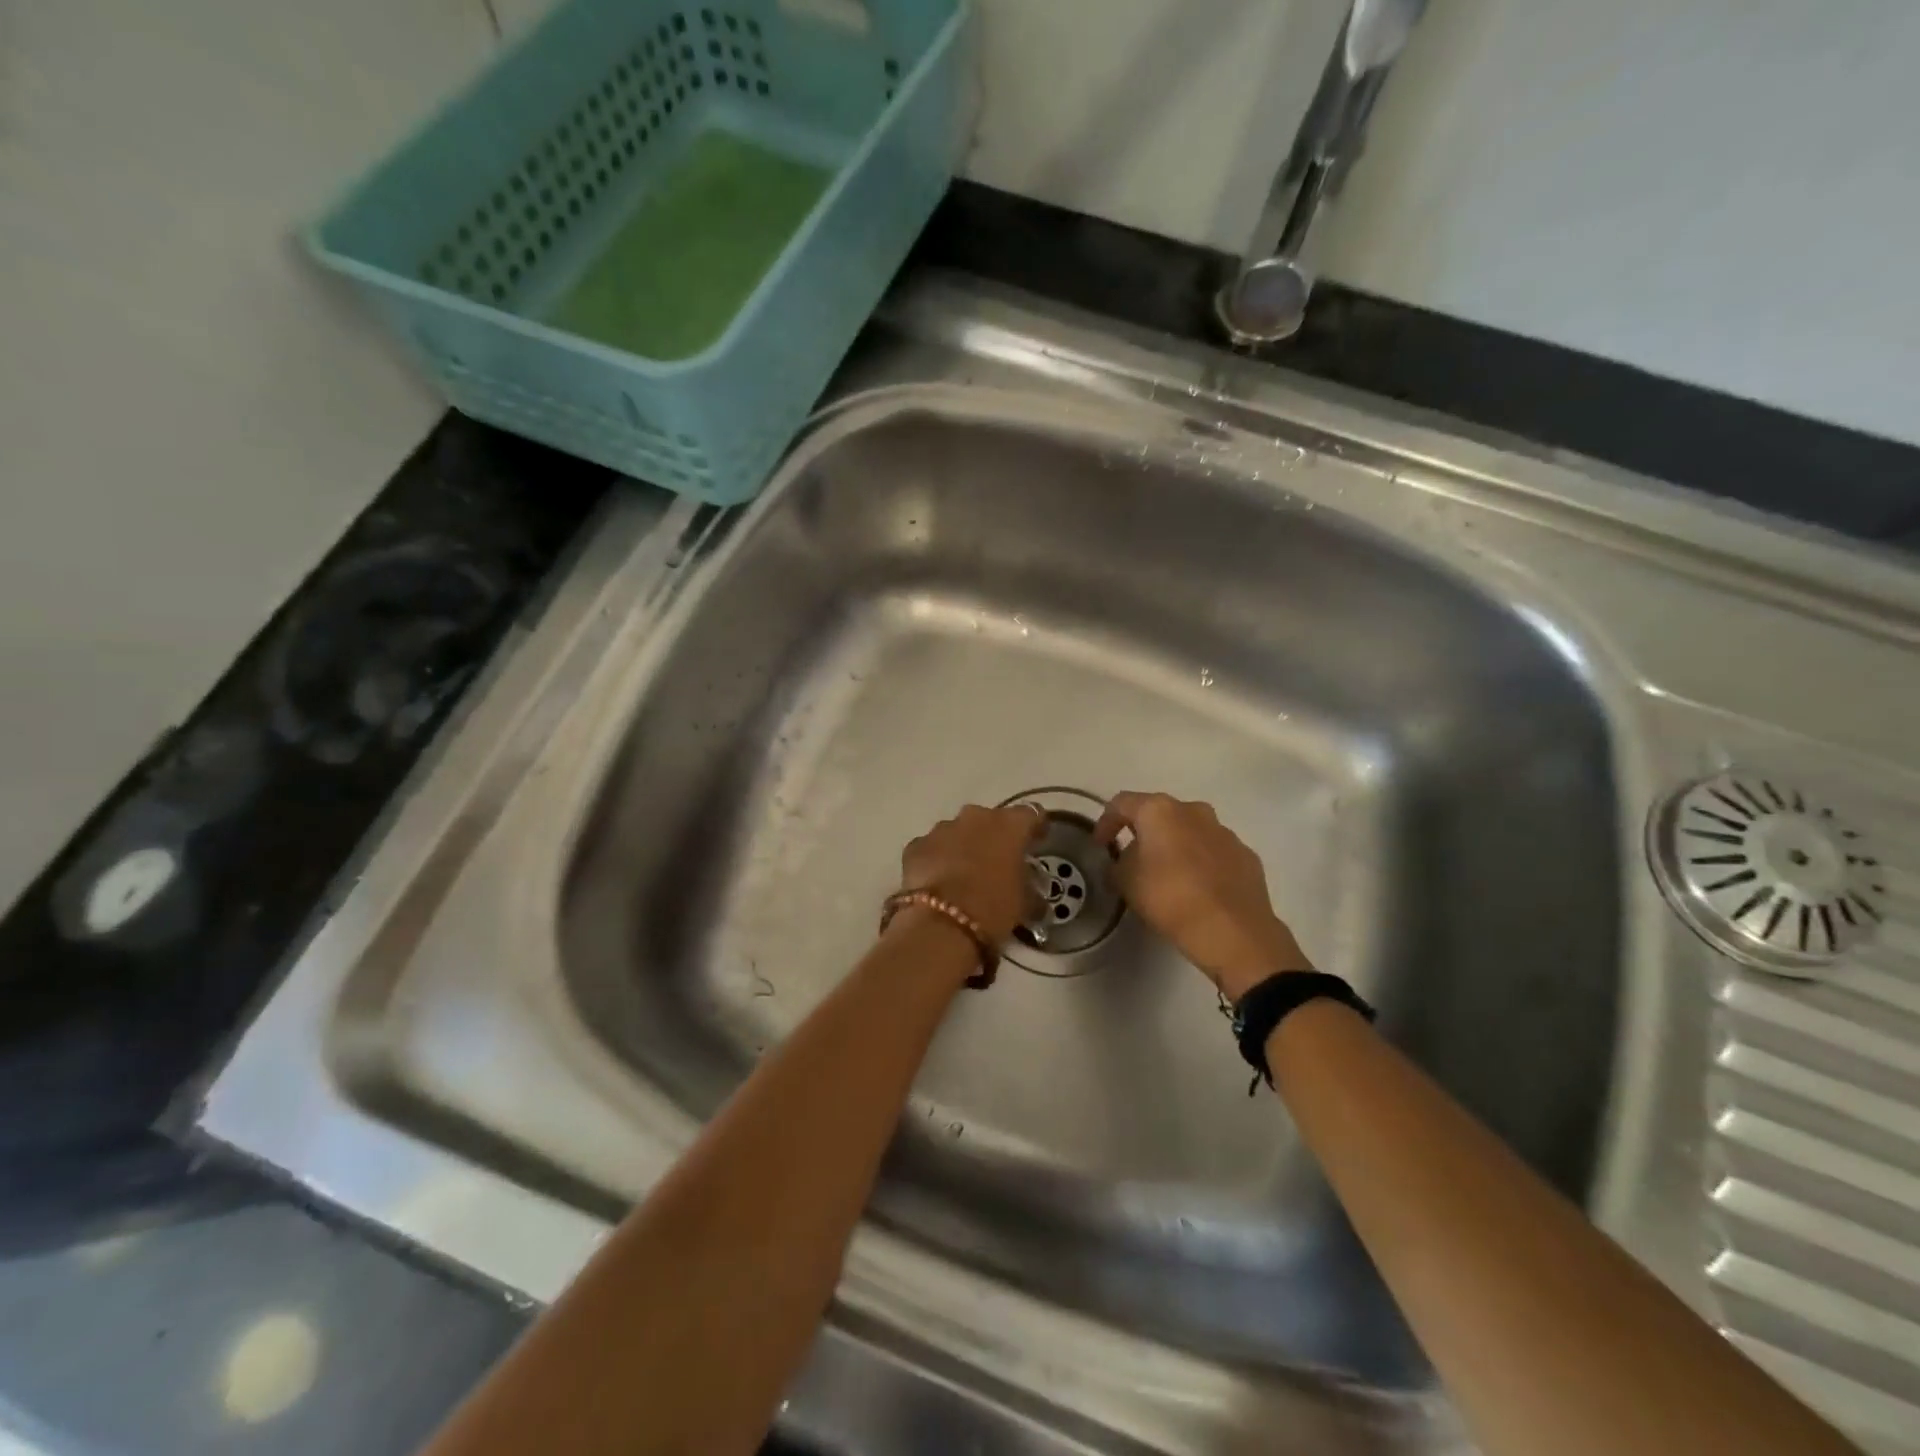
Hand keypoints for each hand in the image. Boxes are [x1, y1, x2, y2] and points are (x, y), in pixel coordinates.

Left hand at [899, 803, 1045, 944]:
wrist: (941, 924)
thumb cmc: (993, 907)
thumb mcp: (1024, 903)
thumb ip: (1030, 889)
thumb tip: (1033, 895)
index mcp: (1009, 825)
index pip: (1031, 814)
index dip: (1035, 828)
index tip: (1037, 842)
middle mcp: (975, 817)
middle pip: (990, 820)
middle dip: (994, 836)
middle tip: (998, 861)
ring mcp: (942, 829)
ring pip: (958, 831)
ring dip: (963, 846)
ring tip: (965, 874)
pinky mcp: (916, 845)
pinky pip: (932, 848)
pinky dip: (937, 859)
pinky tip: (939, 882)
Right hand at [1093, 791, 1311, 1002]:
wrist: (1233, 931)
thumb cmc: (1170, 898)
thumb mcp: (1126, 881)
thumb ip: (1120, 862)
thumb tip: (1128, 858)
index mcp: (1160, 811)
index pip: (1121, 803)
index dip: (1106, 822)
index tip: (1101, 845)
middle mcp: (1194, 811)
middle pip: (1160, 814)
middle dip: (1144, 833)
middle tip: (1134, 859)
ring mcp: (1224, 832)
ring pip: (1190, 831)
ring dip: (1175, 846)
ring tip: (1168, 876)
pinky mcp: (1245, 855)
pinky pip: (1214, 852)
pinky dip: (1201, 863)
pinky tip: (1197, 889)